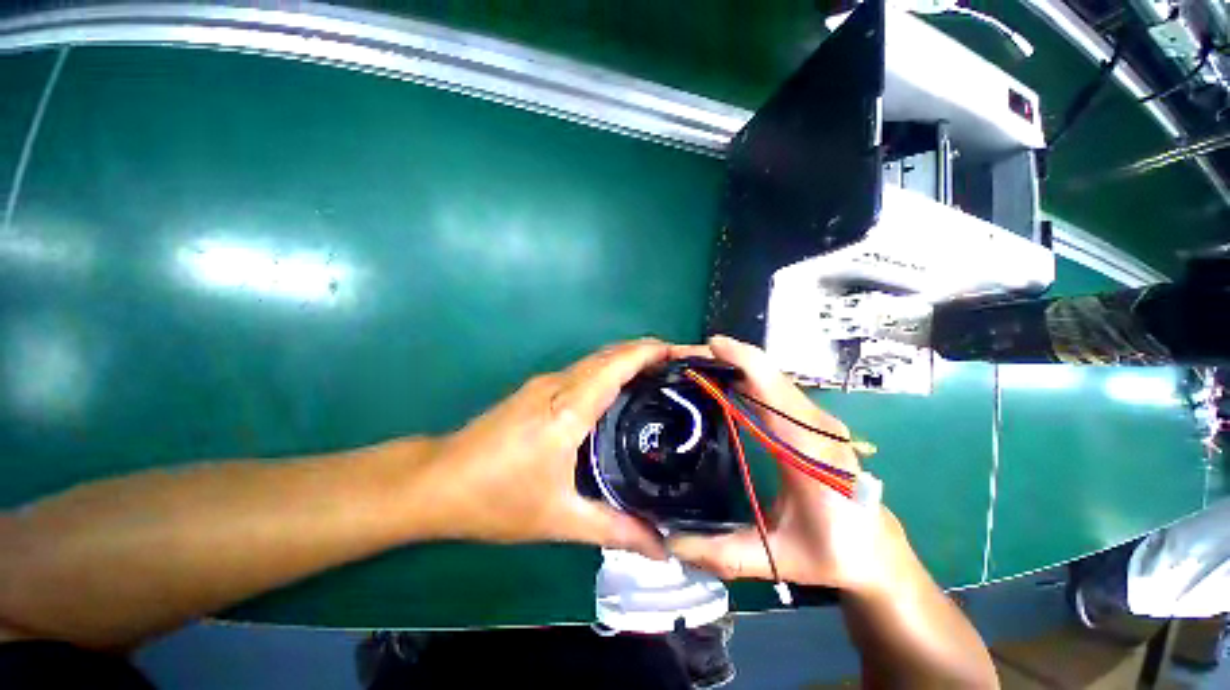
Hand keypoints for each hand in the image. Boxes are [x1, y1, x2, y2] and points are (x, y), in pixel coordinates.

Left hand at [424, 338, 669, 558]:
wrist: (436, 482)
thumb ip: (614, 528)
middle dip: (648, 351)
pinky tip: (623, 390)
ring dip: (629, 358)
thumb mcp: (558, 518)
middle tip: (681, 365)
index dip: (651, 352)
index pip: (617, 364)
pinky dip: (610, 369)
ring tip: (661, 375)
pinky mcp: (537, 389)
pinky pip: (584, 370)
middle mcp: (558, 385)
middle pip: (610, 353)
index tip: (683, 353)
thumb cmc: (495, 498)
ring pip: (596, 359)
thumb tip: (661, 547)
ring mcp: (545, 384)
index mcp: (568, 408)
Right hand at [667, 336, 897, 593]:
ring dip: (736, 366)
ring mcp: (816, 419)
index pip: (771, 385)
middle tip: (688, 361)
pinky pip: (776, 387)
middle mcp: (815, 423)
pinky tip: (725, 386)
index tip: (706, 347)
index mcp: (808, 447)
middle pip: (768, 372)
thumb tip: (670, 541)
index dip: (740, 358)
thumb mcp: (778, 556)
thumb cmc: (835, 552)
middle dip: (728, 358)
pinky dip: (748, 377)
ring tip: (699, 370)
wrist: (878, 554)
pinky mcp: (812, 421)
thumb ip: (722, 551)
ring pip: (771, 376)